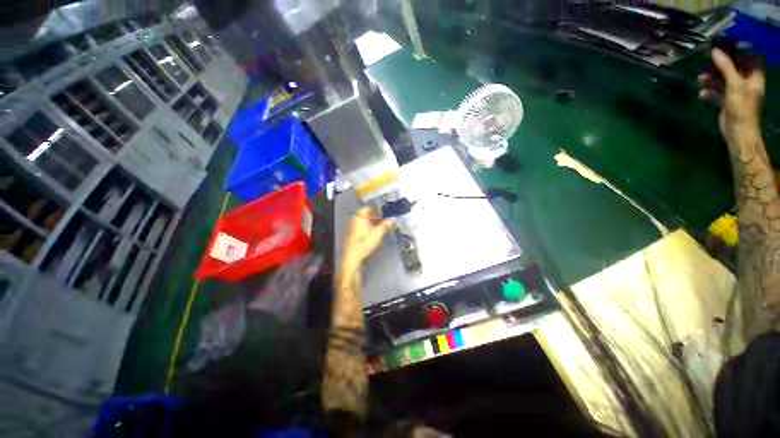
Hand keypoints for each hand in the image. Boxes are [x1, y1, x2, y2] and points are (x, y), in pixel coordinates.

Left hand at [341, 206, 393, 277]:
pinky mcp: (356, 233)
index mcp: (360, 216)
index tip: (387, 211)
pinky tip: (378, 231)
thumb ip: (385, 225)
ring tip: (385, 225)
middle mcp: (356, 218)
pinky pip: (365, 226)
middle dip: (379, 215)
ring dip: (376, 221)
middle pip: (369, 213)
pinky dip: (372, 227)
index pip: (370, 207)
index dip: (379, 208)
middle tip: (388, 218)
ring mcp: (355, 226)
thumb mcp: (377, 233)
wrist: (353, 257)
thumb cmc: (365, 243)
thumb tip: (393, 218)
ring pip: (367, 220)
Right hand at [698, 49, 764, 139]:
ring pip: (723, 80)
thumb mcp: (734, 84)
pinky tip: (702, 94)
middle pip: (733, 68)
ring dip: (711, 79)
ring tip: (700, 80)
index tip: (724, 46)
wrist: (739, 132)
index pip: (749, 57)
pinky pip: (717, 92)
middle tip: (707, 62)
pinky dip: (709, 92)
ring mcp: (737, 92)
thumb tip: (715, 51)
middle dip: (720, 66)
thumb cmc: (742, 108)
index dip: (738, 50)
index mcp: (754, 76)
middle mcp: (747, 82)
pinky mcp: (728, 101)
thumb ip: (725, 67)